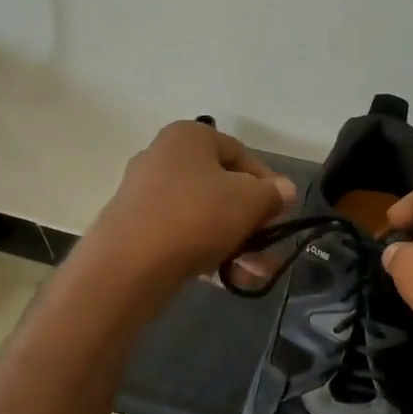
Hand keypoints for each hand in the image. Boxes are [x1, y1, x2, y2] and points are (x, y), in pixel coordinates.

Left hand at [82, 122, 295, 295]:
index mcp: (189, 137)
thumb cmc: (196, 217)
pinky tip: (227, 277)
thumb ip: (273, 194)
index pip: (241, 154)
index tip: (280, 212)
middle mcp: (163, 157)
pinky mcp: (135, 228)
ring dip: (235, 242)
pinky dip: (206, 251)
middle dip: (251, 221)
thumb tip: (283, 190)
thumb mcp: (250, 201)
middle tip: (268, 248)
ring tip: (254, 272)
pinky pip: (182, 234)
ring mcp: (145, 193)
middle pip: (223, 187)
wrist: (129, 265)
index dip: (267, 183)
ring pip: (204, 215)